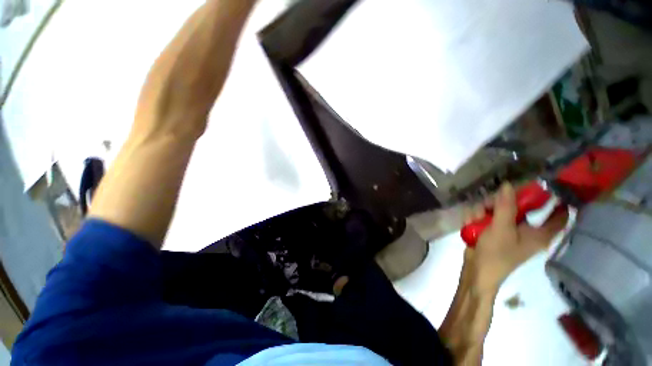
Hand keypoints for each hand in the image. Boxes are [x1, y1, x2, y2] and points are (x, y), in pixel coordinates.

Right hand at [464, 183, 568, 292]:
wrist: (476, 271)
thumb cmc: (495, 254)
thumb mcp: (501, 229)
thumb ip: (506, 206)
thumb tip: (509, 184)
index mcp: (538, 232)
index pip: (558, 214)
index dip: (557, 200)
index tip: (545, 185)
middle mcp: (525, 228)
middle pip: (519, 205)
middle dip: (499, 202)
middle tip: (488, 205)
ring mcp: (507, 228)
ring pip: (497, 208)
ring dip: (482, 211)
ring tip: (475, 219)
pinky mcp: (492, 229)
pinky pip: (485, 215)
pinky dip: (476, 217)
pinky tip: (470, 223)